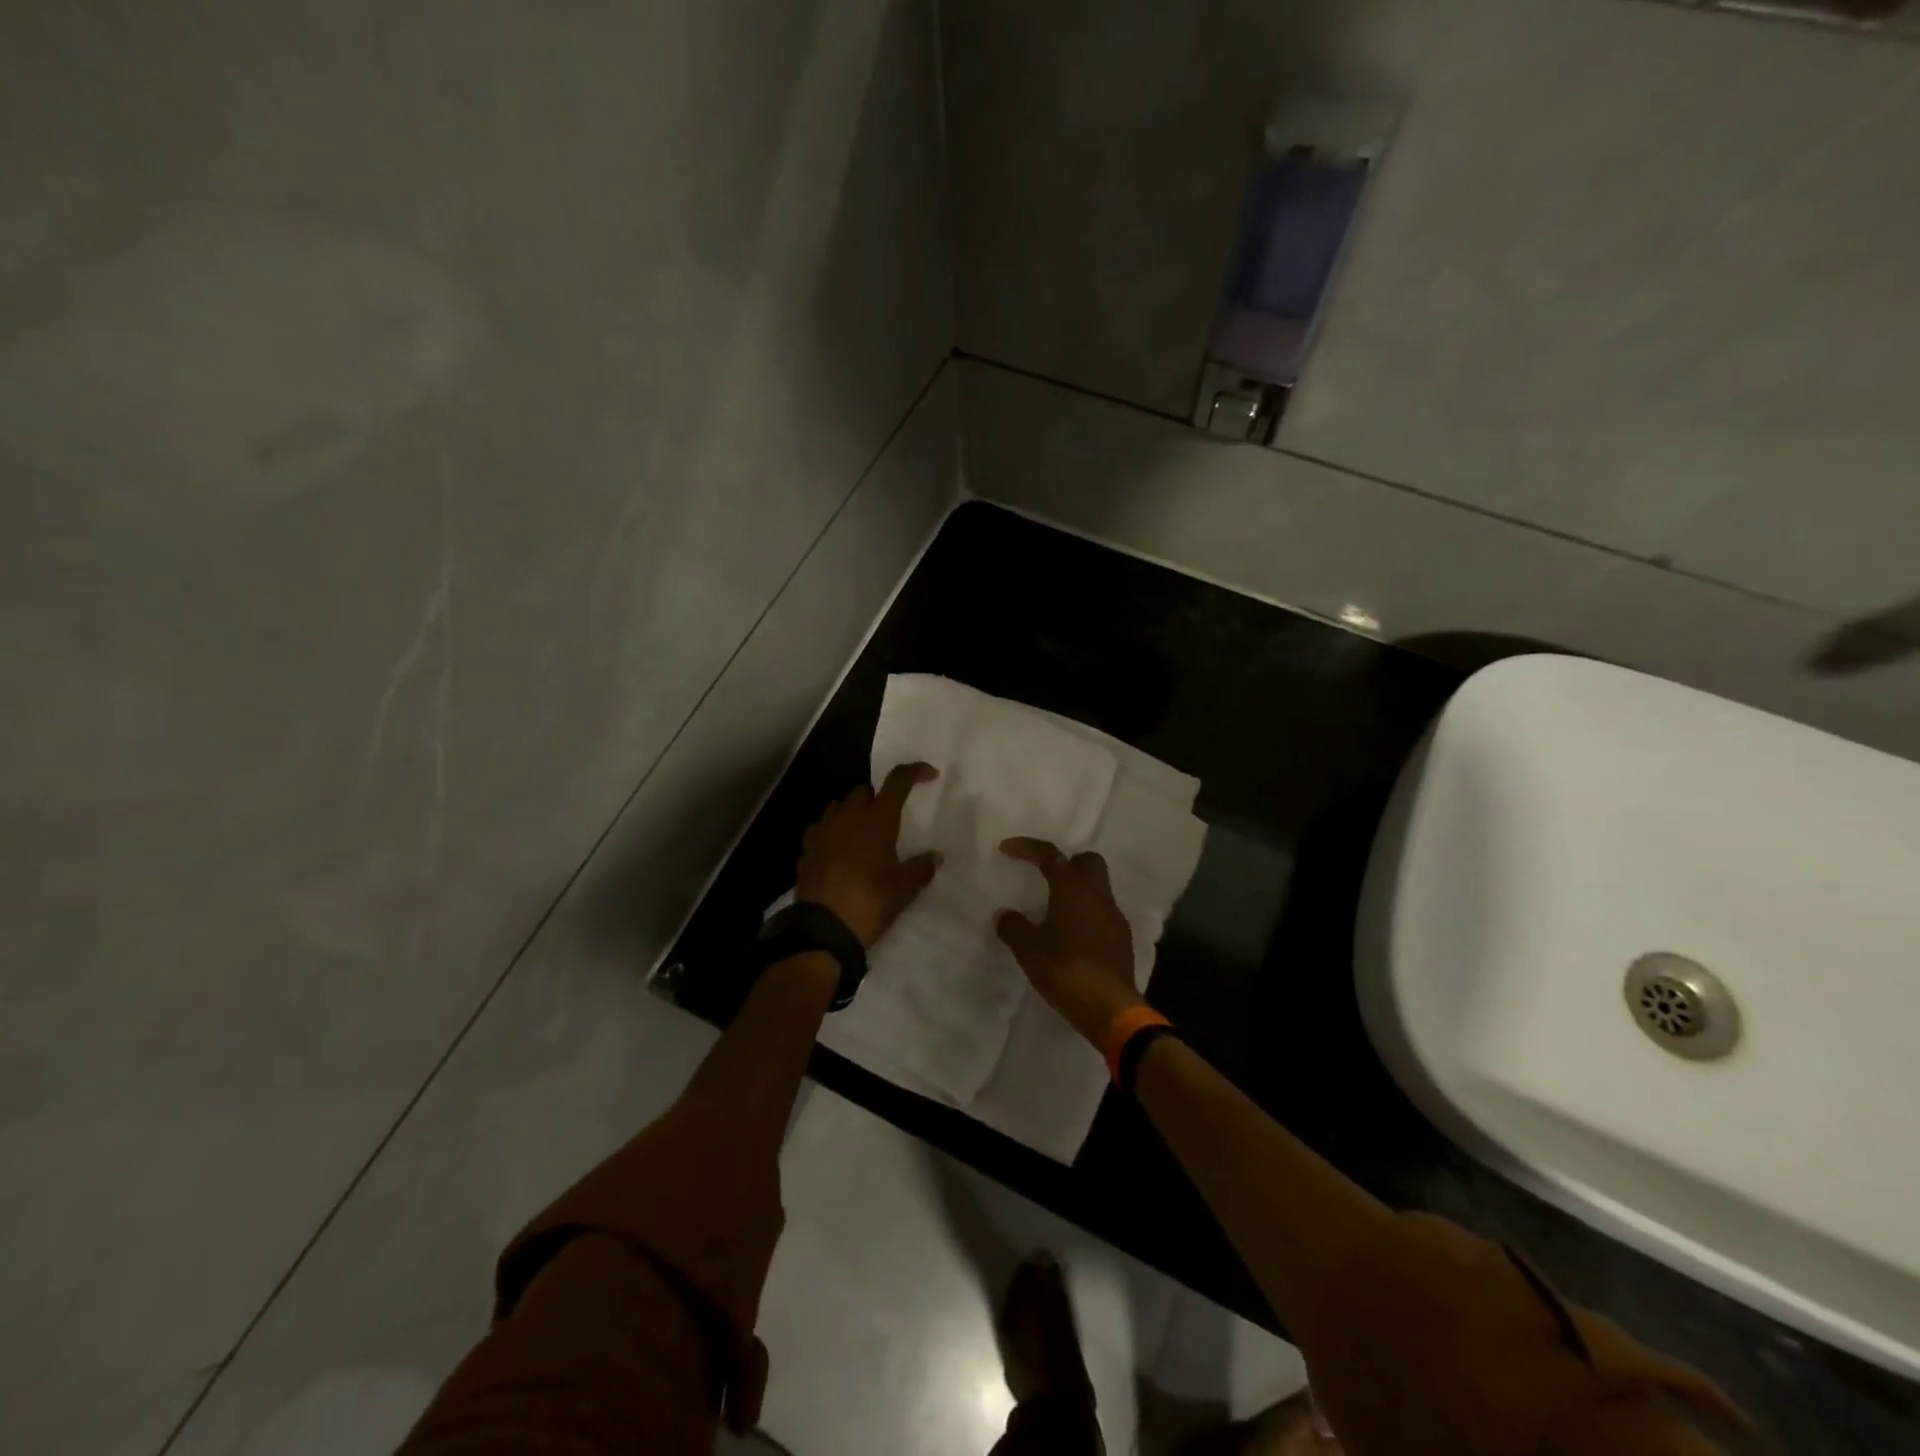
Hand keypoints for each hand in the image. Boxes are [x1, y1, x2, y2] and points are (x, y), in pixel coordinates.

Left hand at [794, 762, 941, 948]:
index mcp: (877, 819)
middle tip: (889, 817)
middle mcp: (849, 817)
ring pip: (838, 807)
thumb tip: (935, 856)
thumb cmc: (871, 902)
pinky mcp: (807, 848)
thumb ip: (921, 868)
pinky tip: (836, 848)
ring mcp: (823, 830)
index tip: (929, 775)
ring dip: (852, 812)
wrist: (824, 929)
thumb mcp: (904, 889)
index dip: (914, 772)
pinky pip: (819, 828)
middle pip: (863, 791)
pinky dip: (831, 831)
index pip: (897, 781)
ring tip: (862, 832)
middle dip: (877, 797)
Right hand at [995, 838, 1141, 1046]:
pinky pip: (1102, 914)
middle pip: (1087, 862)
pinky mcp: (1121, 940)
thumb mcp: (1028, 949)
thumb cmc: (1064, 969)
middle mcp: (1098, 895)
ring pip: (1098, 889)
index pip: (1051, 855)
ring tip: (1054, 910)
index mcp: (1073, 889)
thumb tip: (1004, 915)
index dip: (1028, 848)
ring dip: (1077, 892)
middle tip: (1045, 876)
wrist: (1109, 1006)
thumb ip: (1013, 927)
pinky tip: (1072, 936)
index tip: (1007, 849)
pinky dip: (1087, 916)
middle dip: (1066, 863)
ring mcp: (1114, 917)